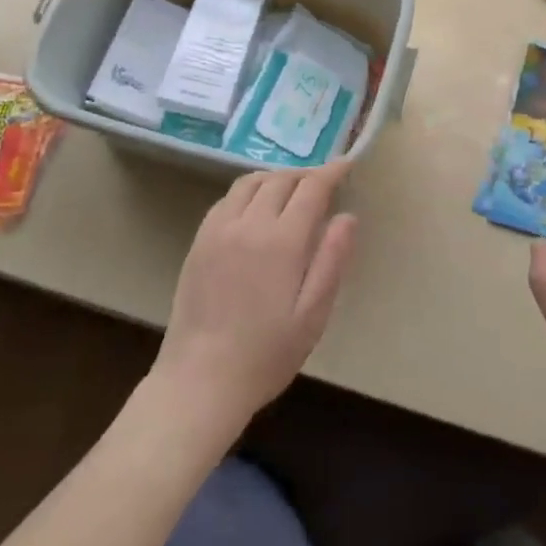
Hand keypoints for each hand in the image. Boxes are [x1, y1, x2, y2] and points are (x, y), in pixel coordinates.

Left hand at [150, 163, 358, 442]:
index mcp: (282, 241)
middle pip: (280, 179)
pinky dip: (248, 192)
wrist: (200, 380)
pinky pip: (226, 200)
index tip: (346, 164)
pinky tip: (255, 210)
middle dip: (305, 175)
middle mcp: (248, 224)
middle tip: (323, 185)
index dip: (331, 172)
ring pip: (250, 183)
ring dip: (275, 178)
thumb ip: (331, 260)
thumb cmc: (266, 354)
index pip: (311, 188)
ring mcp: (218, 230)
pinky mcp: (199, 241)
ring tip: (291, 191)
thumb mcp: (313, 315)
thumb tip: (347, 217)